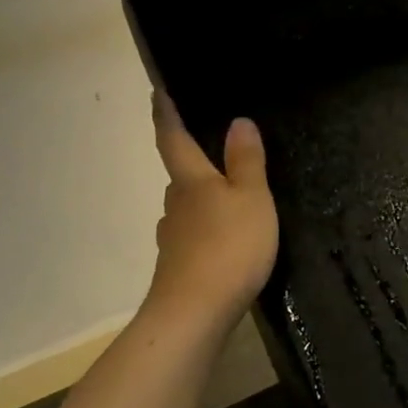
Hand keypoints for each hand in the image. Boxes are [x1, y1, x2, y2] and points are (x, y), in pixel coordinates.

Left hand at [146, 92, 278, 336]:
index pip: (173, 138)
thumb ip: (246, 160)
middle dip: (194, 160)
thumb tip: (238, 120)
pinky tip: (224, 240)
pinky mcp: (178, 267)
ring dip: (202, 198)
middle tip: (218, 150)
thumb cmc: (227, 247)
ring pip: (186, 207)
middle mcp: (175, 204)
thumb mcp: (251, 198)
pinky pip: (193, 236)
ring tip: (229, 196)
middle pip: (181, 175)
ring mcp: (172, 238)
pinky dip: (206, 230)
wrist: (193, 316)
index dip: (166, 113)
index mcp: (190, 180)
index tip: (157, 90)